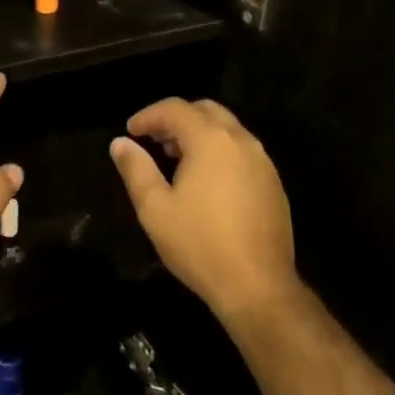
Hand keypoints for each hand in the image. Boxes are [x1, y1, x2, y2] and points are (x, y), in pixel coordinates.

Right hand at [109, 98, 296, 318]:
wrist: (257, 285)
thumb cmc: (199, 244)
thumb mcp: (154, 208)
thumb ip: (135, 169)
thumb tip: (120, 143)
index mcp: (211, 141)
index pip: (175, 109)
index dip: (148, 116)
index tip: (130, 132)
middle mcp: (241, 141)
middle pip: (205, 110)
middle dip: (176, 119)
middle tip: (153, 140)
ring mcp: (263, 161)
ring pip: (227, 129)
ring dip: (198, 134)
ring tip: (174, 159)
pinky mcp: (273, 183)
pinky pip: (242, 151)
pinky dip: (219, 151)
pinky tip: (205, 181)